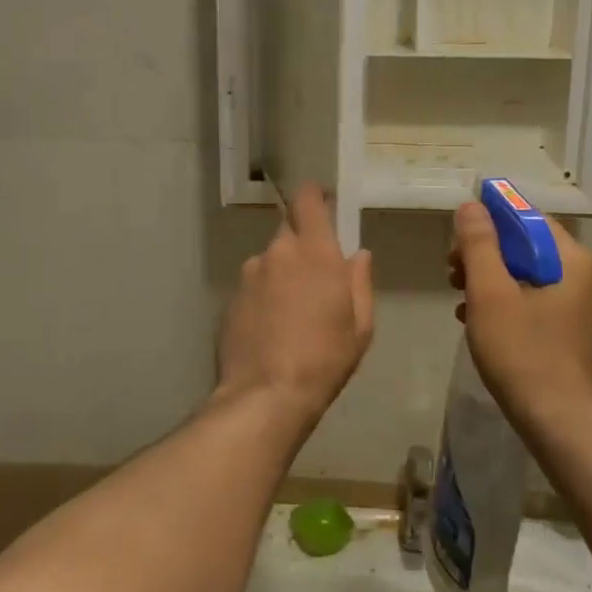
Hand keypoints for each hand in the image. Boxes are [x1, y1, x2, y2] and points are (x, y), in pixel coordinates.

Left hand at [215, 184, 373, 419]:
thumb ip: (360, 282)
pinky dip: (264, 296)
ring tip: (292, 312)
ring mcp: (249, 274)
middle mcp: (278, 253)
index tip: (323, 203)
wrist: (266, 395)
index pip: (307, 200)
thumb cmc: (325, 358)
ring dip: (282, 273)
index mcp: (315, 252)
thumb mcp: (360, 325)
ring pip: (270, 260)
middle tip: (315, 276)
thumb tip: (358, 255)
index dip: (314, 196)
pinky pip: (253, 285)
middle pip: (288, 230)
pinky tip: (271, 327)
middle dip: (302, 244)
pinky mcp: (231, 298)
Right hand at [449, 199, 591, 423]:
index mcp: (572, 260)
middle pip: (526, 246)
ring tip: (458, 296)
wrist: (557, 420)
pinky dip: (502, 301)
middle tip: (452, 270)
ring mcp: (576, 305)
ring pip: (525, 274)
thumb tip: (472, 207)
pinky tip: (474, 318)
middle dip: (485, 253)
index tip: (458, 237)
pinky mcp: (566, 329)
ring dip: (488, 278)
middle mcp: (581, 276)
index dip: (491, 219)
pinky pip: (530, 299)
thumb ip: (480, 245)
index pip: (529, 219)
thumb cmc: (522, 351)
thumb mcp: (491, 292)